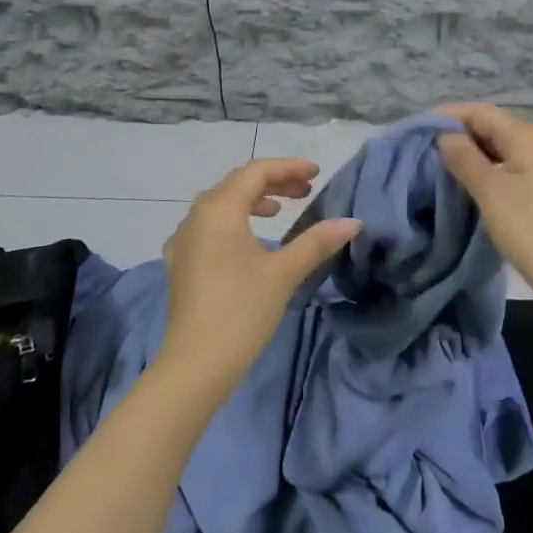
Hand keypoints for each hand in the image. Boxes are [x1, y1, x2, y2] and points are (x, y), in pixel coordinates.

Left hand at [156, 159, 361, 401]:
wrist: (195, 364)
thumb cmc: (242, 311)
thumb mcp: (284, 272)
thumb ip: (317, 242)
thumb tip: (352, 222)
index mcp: (218, 210)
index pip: (256, 172)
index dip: (288, 168)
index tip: (317, 173)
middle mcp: (195, 217)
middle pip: (237, 184)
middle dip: (273, 182)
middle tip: (306, 191)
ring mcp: (182, 240)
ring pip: (221, 205)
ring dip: (253, 201)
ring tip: (281, 210)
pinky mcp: (180, 263)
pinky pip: (209, 226)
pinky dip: (234, 221)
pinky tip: (250, 240)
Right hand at [436, 104, 532, 318]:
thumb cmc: (532, 229)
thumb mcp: (490, 191)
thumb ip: (464, 158)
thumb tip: (444, 136)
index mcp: (526, 136)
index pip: (480, 112)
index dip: (447, 116)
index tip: (416, 130)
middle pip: (489, 128)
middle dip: (455, 136)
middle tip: (420, 151)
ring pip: (496, 151)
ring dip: (467, 156)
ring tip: (434, 168)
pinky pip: (504, 171)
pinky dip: (482, 173)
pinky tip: (461, 187)